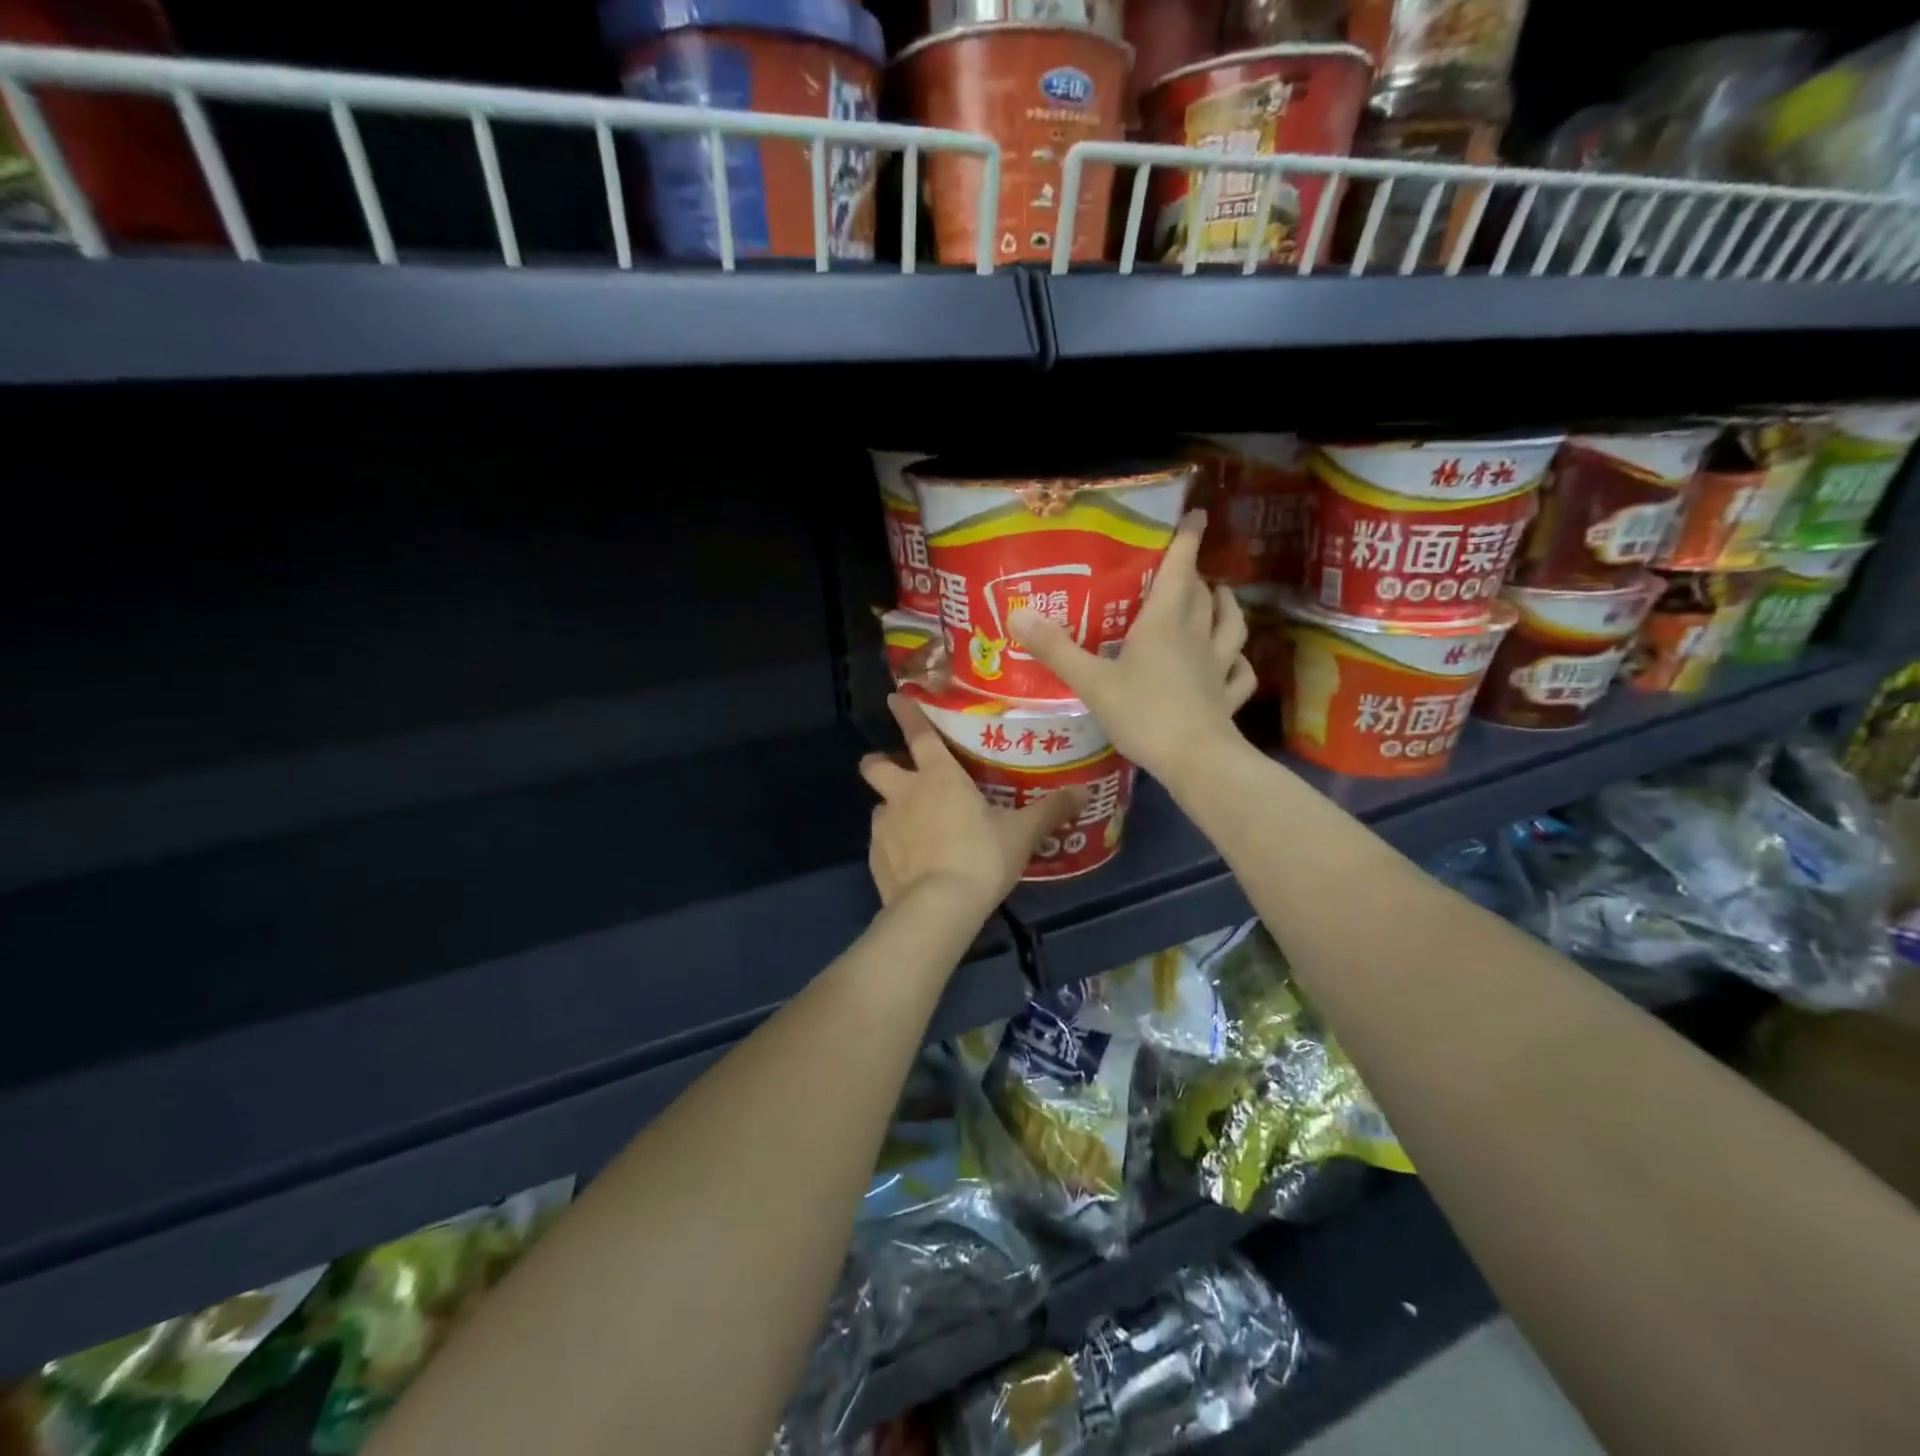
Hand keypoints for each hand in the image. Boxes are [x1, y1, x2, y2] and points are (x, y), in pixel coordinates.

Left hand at [860, 694, 1086, 911]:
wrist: (938, 908)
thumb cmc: (981, 858)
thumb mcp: (1022, 834)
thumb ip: (1050, 810)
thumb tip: (1083, 792)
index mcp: (938, 777)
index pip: (918, 733)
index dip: (906, 713)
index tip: (895, 698)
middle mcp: (905, 793)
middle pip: (875, 765)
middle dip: (880, 762)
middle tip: (897, 770)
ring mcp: (885, 825)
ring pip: (879, 805)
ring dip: (893, 808)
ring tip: (915, 827)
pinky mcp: (875, 857)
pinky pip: (881, 841)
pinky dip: (893, 845)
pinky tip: (912, 862)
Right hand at [1008, 511, 1255, 783]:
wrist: (1194, 759)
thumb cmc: (1143, 713)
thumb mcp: (1091, 681)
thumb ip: (1056, 649)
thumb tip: (1017, 614)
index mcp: (1165, 623)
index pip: (1179, 570)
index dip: (1187, 540)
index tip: (1196, 515)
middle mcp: (1196, 637)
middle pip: (1203, 595)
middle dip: (1196, 576)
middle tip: (1185, 569)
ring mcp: (1217, 668)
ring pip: (1231, 627)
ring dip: (1227, 607)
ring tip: (1221, 598)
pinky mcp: (1227, 698)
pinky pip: (1241, 674)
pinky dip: (1240, 663)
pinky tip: (1234, 663)